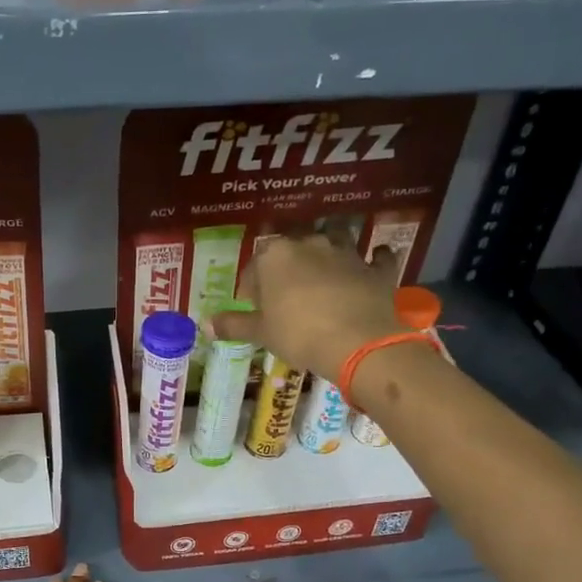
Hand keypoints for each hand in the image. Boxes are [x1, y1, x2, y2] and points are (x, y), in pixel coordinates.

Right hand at [211, 231, 410, 383]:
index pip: (255, 264)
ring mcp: (346, 253)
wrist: (356, 342)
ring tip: (325, 271)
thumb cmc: (297, 334)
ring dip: (330, 250)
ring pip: (336, 239)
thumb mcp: (260, 333)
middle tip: (285, 293)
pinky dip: (374, 259)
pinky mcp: (375, 269)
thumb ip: (234, 325)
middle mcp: (310, 244)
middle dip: (288, 266)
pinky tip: (374, 261)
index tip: (252, 305)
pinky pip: (376, 257)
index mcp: (275, 256)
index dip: (251, 284)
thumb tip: (206, 325)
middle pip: (294, 248)